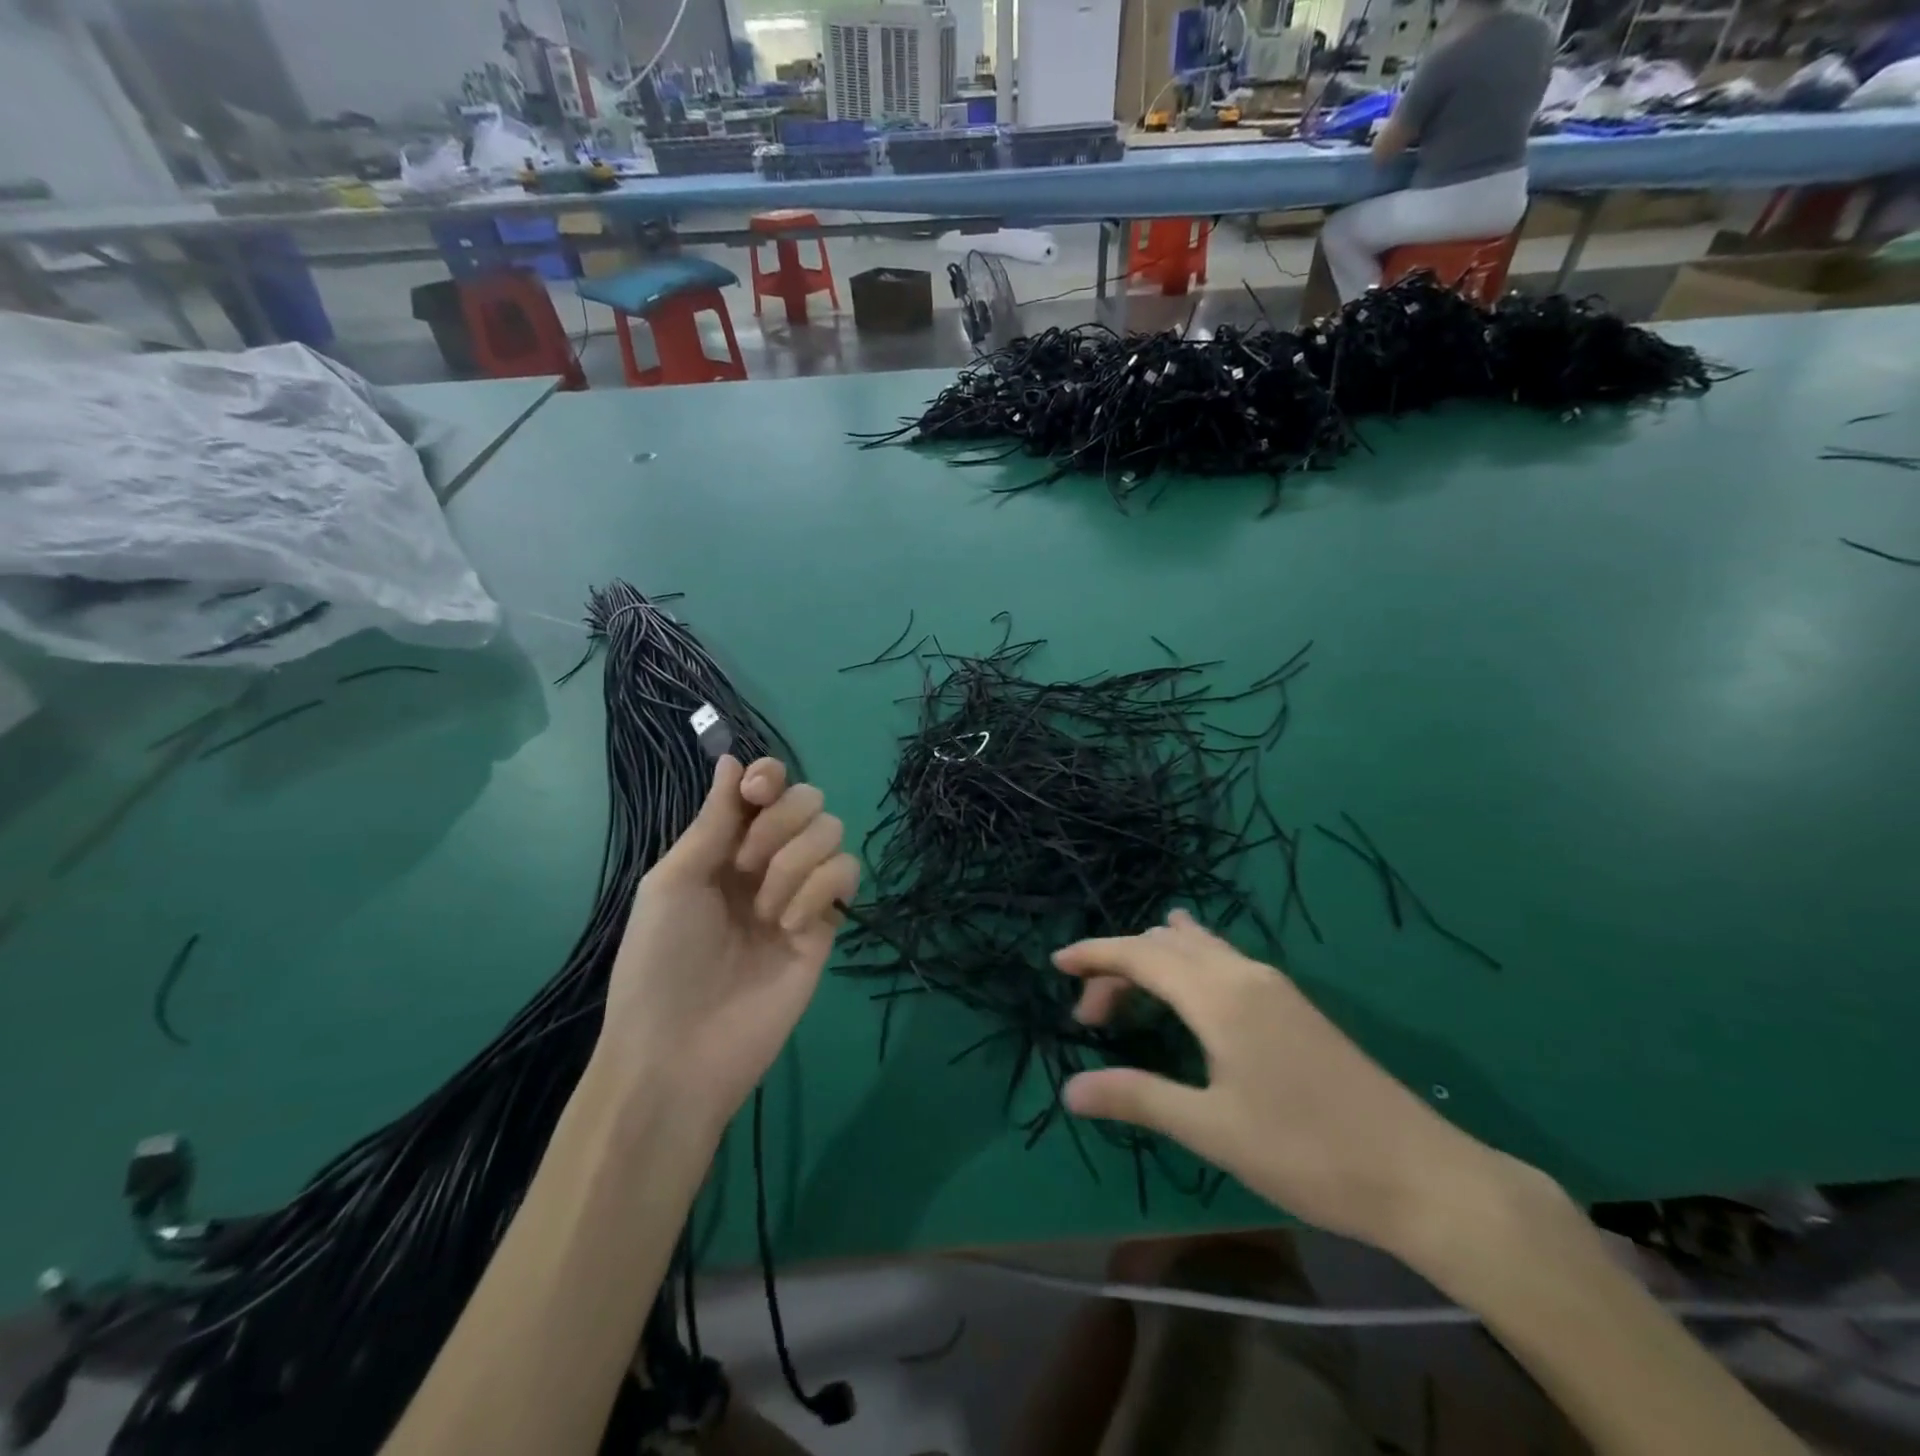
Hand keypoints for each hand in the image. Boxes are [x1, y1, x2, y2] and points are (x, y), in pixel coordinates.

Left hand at [600, 755, 858, 1129]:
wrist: (680, 1050)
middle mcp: (767, 861)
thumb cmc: (660, 961)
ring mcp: (801, 891)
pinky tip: (788, 927)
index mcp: (725, 846)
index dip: (768, 776)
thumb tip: (731, 756)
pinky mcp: (828, 924)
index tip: (756, 792)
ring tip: (765, 910)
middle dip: (781, 822)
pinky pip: (847, 875)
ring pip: (833, 832)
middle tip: (746, 865)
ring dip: (797, 861)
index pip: (765, 787)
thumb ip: (713, 820)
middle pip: (808, 800)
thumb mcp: (673, 880)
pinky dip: (821, 889)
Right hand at [1056, 910, 1527, 1263]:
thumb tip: (1070, 1089)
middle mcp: (1243, 973)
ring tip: (1128, 992)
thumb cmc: (1305, 1151)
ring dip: (1155, 960)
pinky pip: (1222, 959)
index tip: (1057, 964)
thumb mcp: (1211, 1128)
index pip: (1140, 954)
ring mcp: (1273, 985)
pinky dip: (1186, 964)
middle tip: (1092, 1015)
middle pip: (1164, 944)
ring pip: (1198, 946)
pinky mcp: (1291, 1005)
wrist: (1418, 1173)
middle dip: (1119, 965)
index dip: (1094, 954)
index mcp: (1219, 995)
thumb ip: (1137, 1098)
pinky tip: (1187, 992)